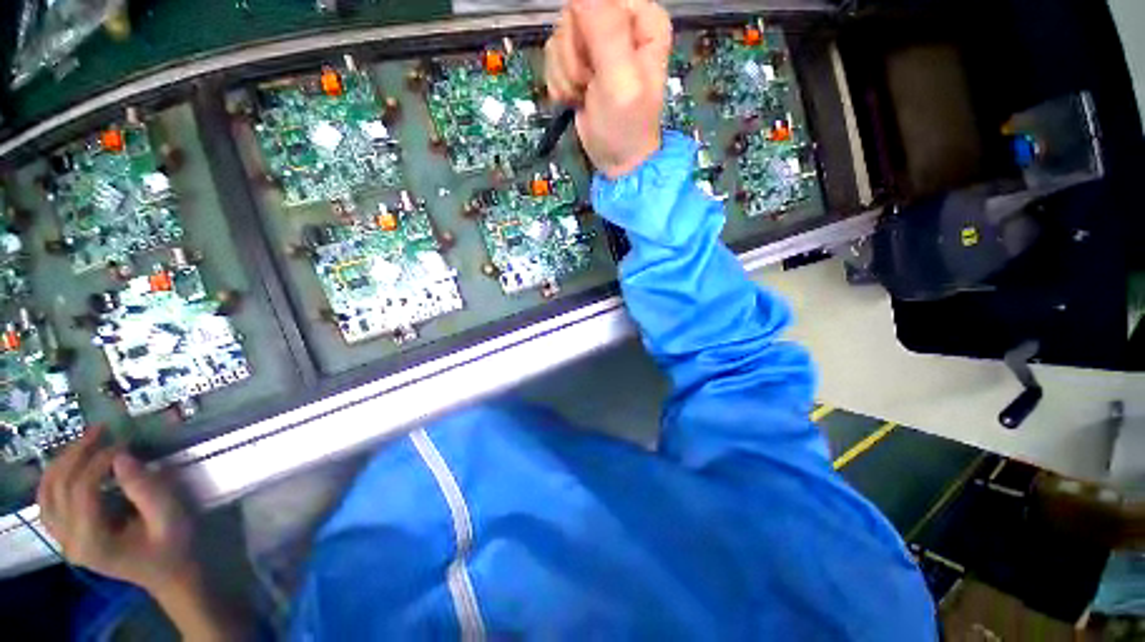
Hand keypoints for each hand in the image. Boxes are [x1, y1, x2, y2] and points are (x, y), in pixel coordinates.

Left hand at [39, 427, 248, 640]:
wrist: (168, 574)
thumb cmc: (173, 546)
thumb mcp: (170, 518)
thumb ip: (146, 490)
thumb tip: (122, 456)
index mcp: (92, 542)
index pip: (81, 490)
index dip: (99, 461)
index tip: (124, 442)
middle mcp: (69, 542)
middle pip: (58, 488)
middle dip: (76, 453)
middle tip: (100, 430)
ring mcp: (64, 540)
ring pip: (46, 493)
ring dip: (62, 462)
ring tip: (85, 441)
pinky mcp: (66, 536)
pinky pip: (47, 502)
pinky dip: (54, 478)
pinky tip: (71, 464)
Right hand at [545, 0, 671, 178]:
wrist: (617, 160)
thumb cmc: (626, 126)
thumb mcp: (620, 80)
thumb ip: (605, 30)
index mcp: (641, 18)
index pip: (595, 0)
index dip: (585, 30)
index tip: (594, 62)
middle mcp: (619, 23)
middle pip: (573, 15)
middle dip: (574, 57)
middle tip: (589, 83)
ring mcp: (596, 42)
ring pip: (559, 37)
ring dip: (565, 74)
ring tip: (585, 95)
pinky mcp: (579, 62)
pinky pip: (553, 56)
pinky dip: (560, 83)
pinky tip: (575, 98)